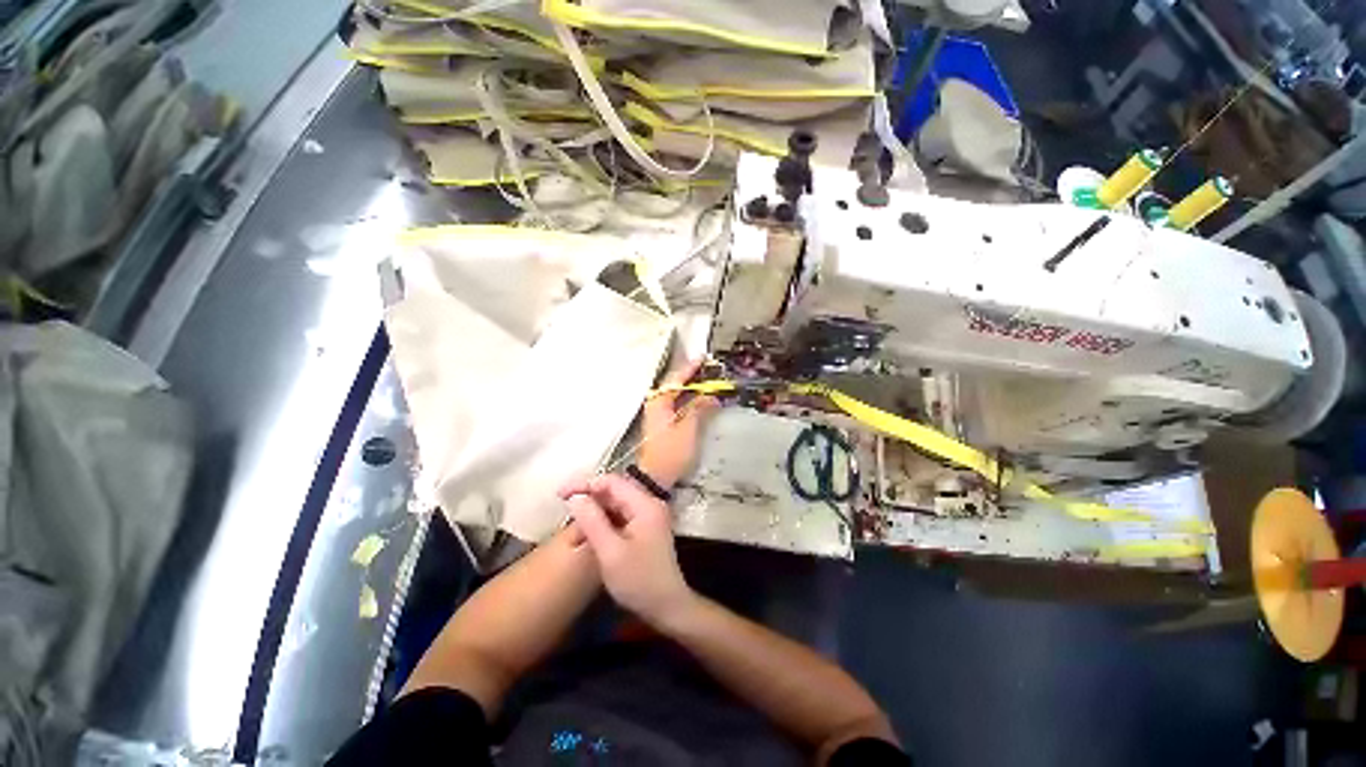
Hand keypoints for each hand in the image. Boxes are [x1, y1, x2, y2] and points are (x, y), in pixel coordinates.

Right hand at [560, 474, 694, 624]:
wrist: (667, 607)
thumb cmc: (639, 581)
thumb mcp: (610, 553)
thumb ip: (592, 521)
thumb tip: (575, 497)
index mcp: (645, 504)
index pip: (611, 481)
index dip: (584, 484)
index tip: (560, 495)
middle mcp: (648, 504)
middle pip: (613, 492)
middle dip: (588, 503)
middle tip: (567, 521)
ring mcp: (648, 516)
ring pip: (614, 506)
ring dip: (594, 517)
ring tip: (576, 539)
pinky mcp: (645, 528)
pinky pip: (620, 517)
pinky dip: (603, 526)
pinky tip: (590, 541)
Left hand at [638, 359, 720, 489]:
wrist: (655, 477)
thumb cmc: (670, 452)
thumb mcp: (688, 428)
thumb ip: (699, 408)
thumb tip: (711, 395)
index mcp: (659, 401)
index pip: (675, 378)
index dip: (690, 368)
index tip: (703, 358)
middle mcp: (656, 403)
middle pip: (674, 384)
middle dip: (692, 376)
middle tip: (709, 369)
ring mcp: (658, 414)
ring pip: (676, 394)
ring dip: (691, 387)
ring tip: (708, 381)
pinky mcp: (663, 424)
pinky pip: (677, 404)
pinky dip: (689, 399)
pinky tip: (699, 399)